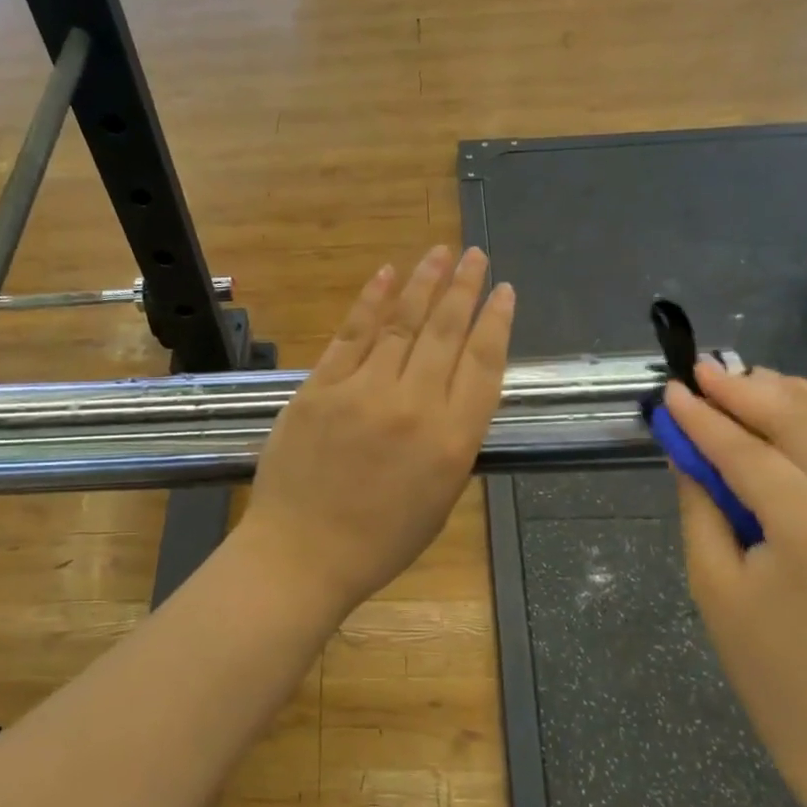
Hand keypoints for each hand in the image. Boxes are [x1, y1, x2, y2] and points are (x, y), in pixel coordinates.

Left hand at [238, 247, 513, 618]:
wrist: (302, 554)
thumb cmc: (378, 541)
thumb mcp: (440, 500)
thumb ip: (453, 441)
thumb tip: (457, 392)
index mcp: (451, 441)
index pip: (483, 364)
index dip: (496, 322)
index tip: (504, 290)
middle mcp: (413, 406)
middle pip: (446, 333)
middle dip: (464, 288)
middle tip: (476, 254)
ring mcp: (362, 392)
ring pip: (401, 323)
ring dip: (425, 282)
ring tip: (441, 252)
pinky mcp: (320, 388)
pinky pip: (352, 334)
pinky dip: (371, 300)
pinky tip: (387, 273)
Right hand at [665, 364, 806, 773]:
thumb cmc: (765, 663)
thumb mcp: (711, 583)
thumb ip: (701, 506)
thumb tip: (688, 451)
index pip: (747, 452)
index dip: (703, 418)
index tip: (671, 390)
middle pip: (801, 421)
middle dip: (746, 389)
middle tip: (702, 370)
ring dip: (796, 391)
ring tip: (747, 381)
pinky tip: (796, 409)